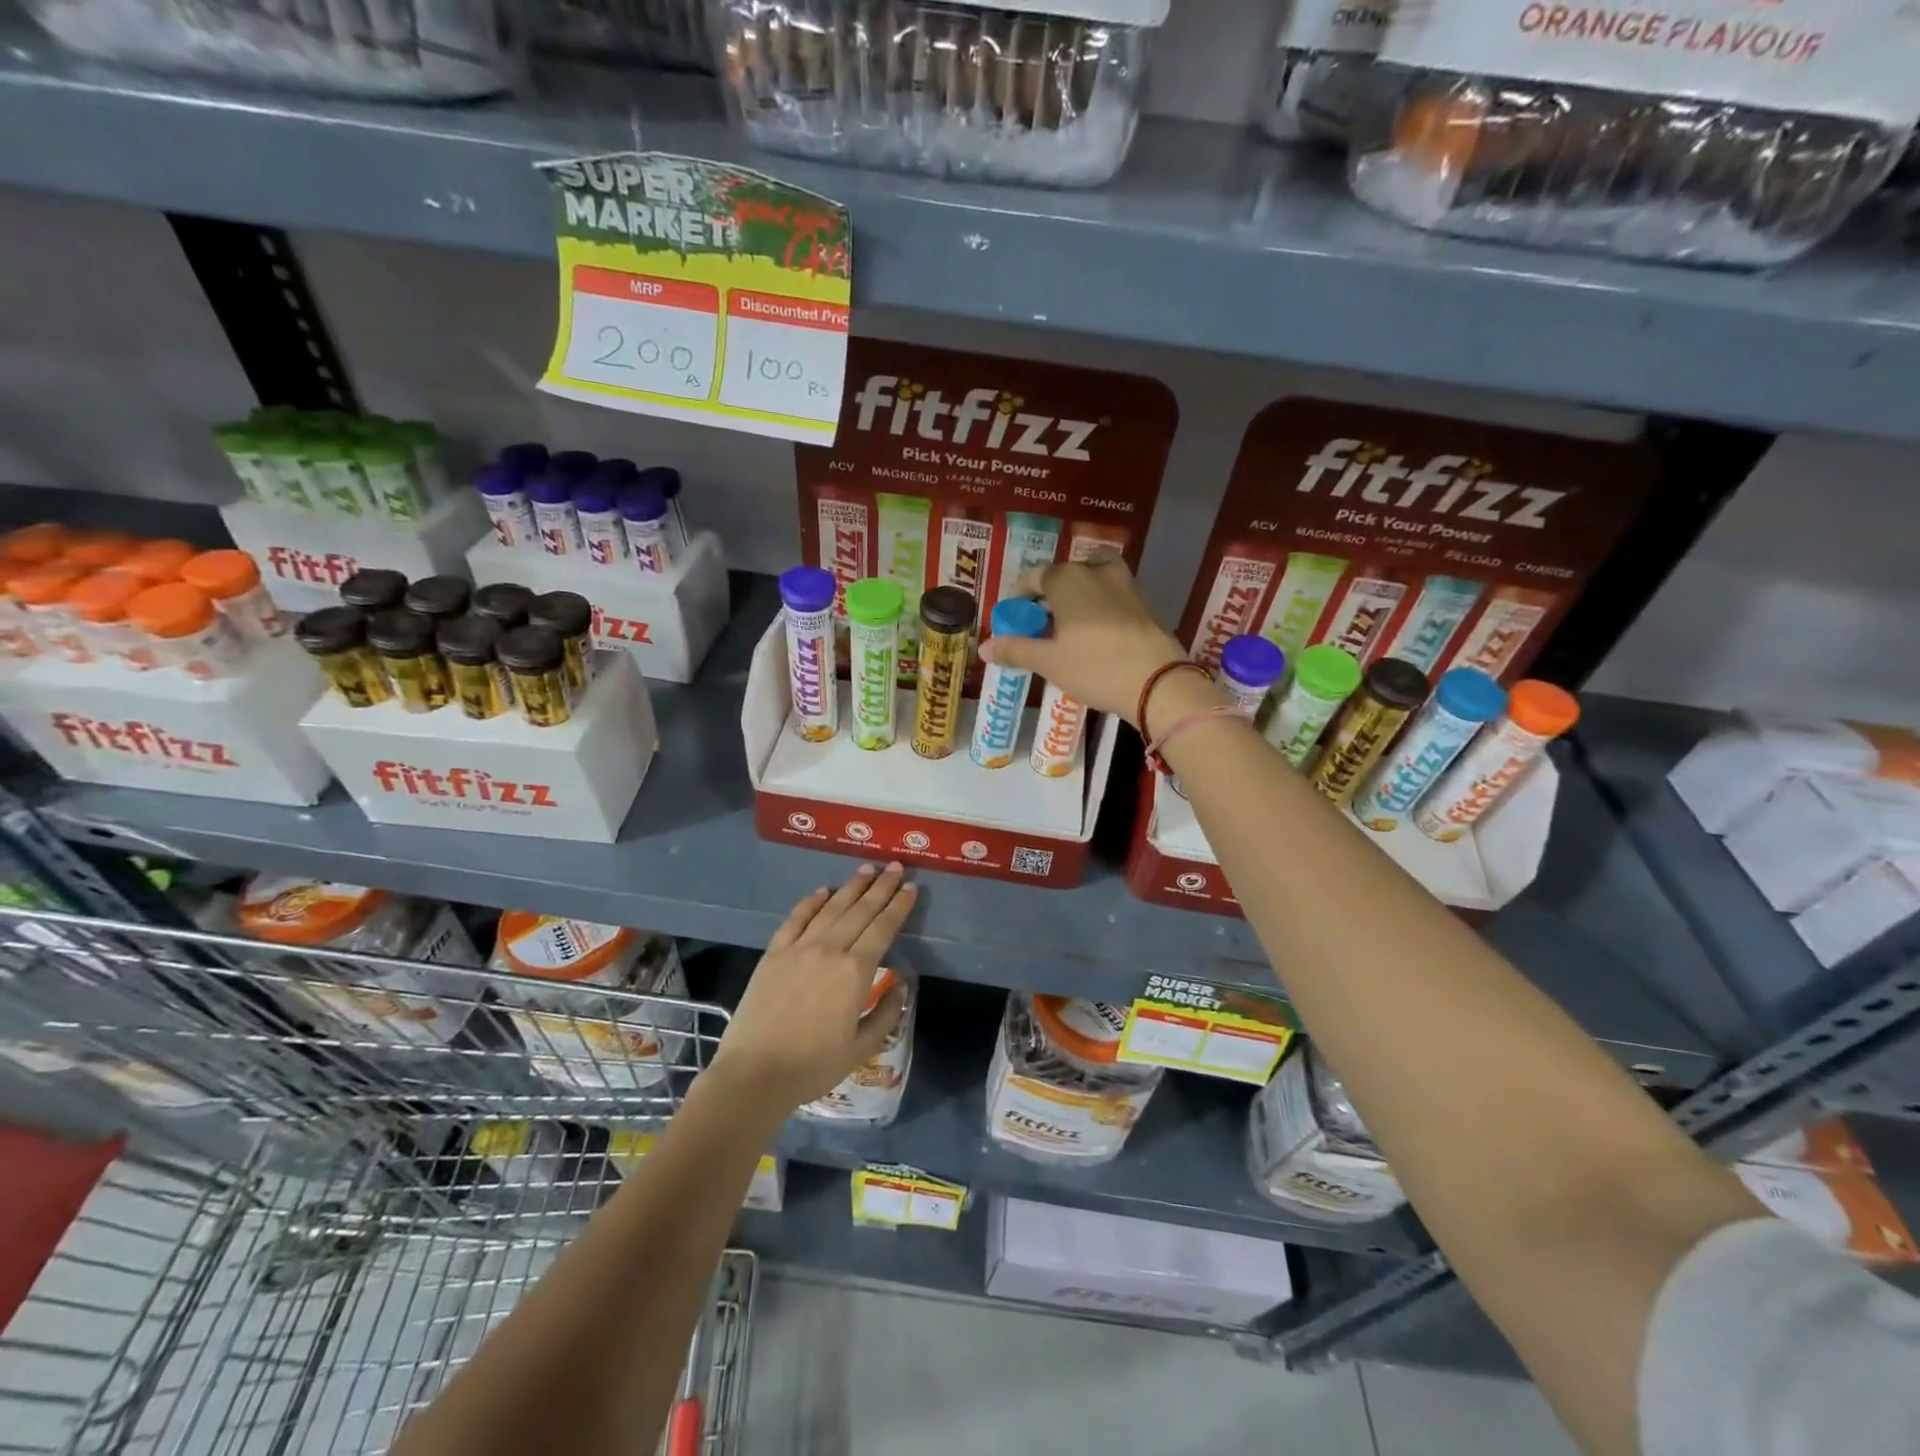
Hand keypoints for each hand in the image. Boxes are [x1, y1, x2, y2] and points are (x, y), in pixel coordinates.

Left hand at [708, 864, 915, 1109]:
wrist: (754, 1074)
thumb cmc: (813, 1067)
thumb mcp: (861, 1048)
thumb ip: (886, 1013)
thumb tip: (901, 984)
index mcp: (855, 972)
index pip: (883, 928)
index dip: (899, 906)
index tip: (911, 887)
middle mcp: (829, 950)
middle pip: (861, 911)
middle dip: (881, 887)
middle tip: (895, 867)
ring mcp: (799, 948)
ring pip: (831, 908)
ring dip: (851, 887)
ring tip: (866, 869)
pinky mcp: (774, 953)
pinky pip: (795, 919)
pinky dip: (811, 902)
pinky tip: (823, 891)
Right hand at [977, 557, 1215, 732]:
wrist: (1156, 681)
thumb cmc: (1094, 666)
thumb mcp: (1048, 662)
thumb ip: (1015, 650)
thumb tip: (983, 647)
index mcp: (1066, 579)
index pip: (1034, 576)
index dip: (1019, 595)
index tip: (1013, 617)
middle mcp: (1095, 572)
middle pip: (1065, 574)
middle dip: (1049, 594)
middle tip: (1040, 623)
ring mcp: (1124, 585)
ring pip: (1095, 577)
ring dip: (1079, 593)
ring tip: (1070, 623)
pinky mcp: (1144, 603)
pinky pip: (1114, 594)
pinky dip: (1101, 605)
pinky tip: (1097, 634)